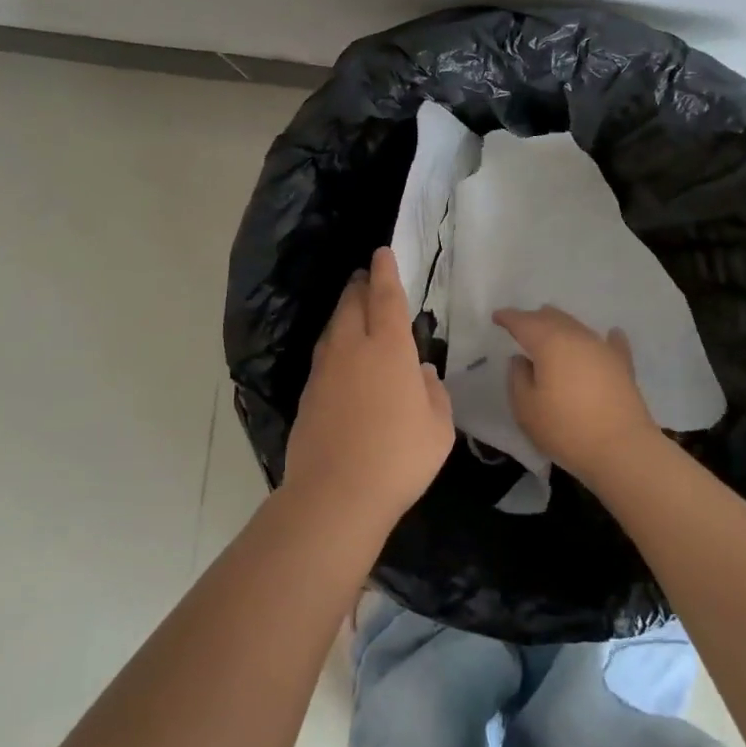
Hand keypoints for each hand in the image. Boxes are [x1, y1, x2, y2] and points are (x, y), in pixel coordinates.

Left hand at [286, 246, 454, 526]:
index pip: (385, 297)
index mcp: (388, 348)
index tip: (381, 253)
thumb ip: (433, 392)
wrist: (336, 493)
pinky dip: (334, 343)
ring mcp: (325, 370)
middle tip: (365, 277)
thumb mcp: (438, 426)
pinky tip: (339, 356)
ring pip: (333, 327)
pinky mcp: (308, 394)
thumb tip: (421, 372)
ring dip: (344, 311)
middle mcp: (352, 348)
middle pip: (352, 304)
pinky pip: (324, 354)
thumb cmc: (399, 457)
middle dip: (360, 285)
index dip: (385, 272)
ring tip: (352, 307)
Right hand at [492, 306, 660, 482]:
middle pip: (552, 318)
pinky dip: (605, 338)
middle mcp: (577, 337)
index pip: (524, 322)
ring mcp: (603, 349)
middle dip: (535, 318)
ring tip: (553, 331)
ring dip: (562, 326)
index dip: (509, 317)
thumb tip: (521, 360)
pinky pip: (611, 343)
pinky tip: (611, 335)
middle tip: (522, 326)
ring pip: (578, 326)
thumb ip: (517, 378)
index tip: (497, 316)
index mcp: (549, 342)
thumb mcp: (526, 408)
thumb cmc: (565, 429)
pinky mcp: (623, 365)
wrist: (622, 449)